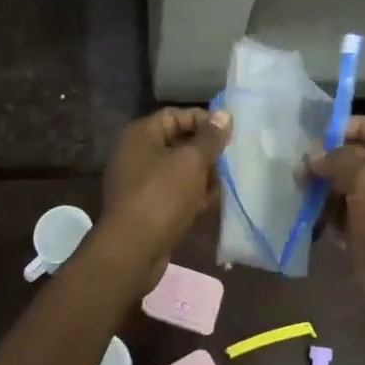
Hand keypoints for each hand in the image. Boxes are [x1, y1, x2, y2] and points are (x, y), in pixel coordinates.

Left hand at [100, 109, 231, 276]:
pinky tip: (211, 202)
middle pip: (178, 142)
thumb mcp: (192, 161)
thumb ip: (210, 137)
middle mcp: (136, 153)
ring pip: (178, 169)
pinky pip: (174, 192)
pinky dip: (192, 195)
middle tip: (231, 158)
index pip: (176, 115)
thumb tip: (224, 115)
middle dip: (206, 151)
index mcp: (141, 134)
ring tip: (225, 182)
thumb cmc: (162, 195)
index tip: (229, 133)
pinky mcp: (146, 207)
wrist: (133, 249)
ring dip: (202, 175)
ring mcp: (140, 182)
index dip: (204, 120)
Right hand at [308, 117, 364, 308]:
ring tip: (299, 182)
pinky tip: (307, 205)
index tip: (324, 131)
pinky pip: (345, 209)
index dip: (355, 126)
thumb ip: (339, 160)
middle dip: (333, 157)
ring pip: (350, 183)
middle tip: (305, 160)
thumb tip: (313, 154)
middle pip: (364, 156)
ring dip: (325, 181)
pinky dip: (327, 206)